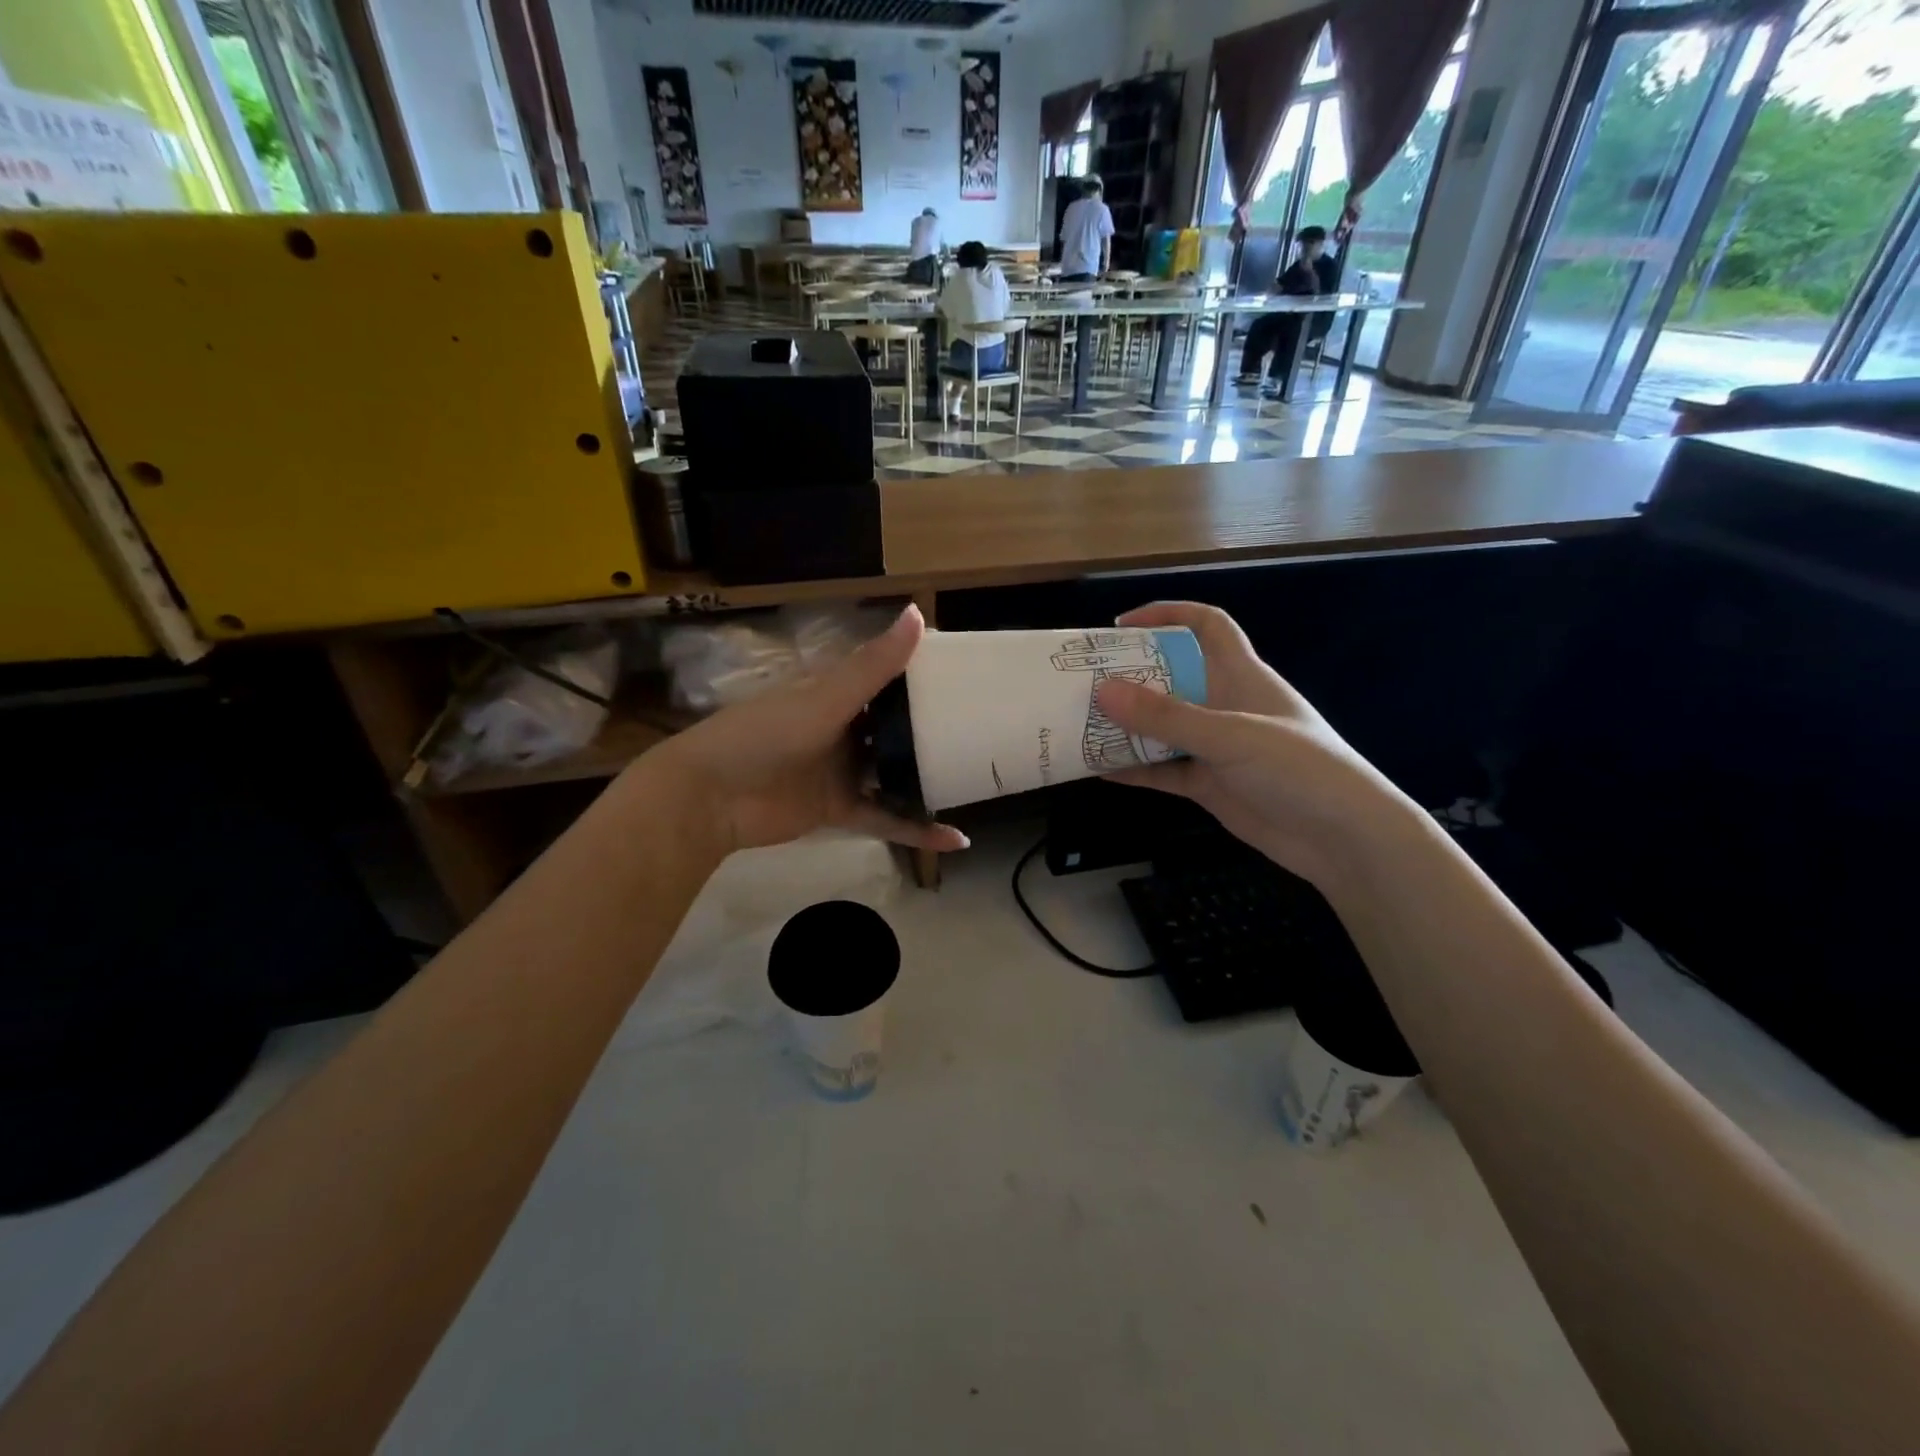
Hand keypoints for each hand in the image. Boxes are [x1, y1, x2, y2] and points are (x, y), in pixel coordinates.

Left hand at [642, 606, 967, 857]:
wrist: (709, 797)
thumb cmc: (765, 734)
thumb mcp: (825, 699)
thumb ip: (873, 665)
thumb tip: (918, 614)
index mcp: (835, 694)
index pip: (886, 679)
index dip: (922, 676)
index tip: (967, 676)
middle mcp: (842, 730)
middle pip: (895, 729)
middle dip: (931, 731)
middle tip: (983, 731)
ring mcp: (841, 771)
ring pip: (894, 774)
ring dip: (927, 781)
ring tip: (976, 780)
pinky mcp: (839, 810)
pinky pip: (885, 818)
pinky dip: (915, 830)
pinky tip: (954, 839)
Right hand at [1096, 602, 1412, 892]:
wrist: (1344, 839)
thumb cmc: (1299, 769)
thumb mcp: (1231, 735)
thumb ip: (1168, 716)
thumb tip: (1103, 691)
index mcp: (1241, 676)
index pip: (1207, 627)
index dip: (1168, 615)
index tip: (1122, 626)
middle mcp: (1226, 706)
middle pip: (1172, 678)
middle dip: (1131, 677)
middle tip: (1084, 681)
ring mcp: (1217, 748)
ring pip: (1163, 728)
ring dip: (1127, 726)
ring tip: (1081, 724)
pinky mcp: (1210, 785)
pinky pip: (1163, 771)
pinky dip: (1134, 770)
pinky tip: (1099, 770)